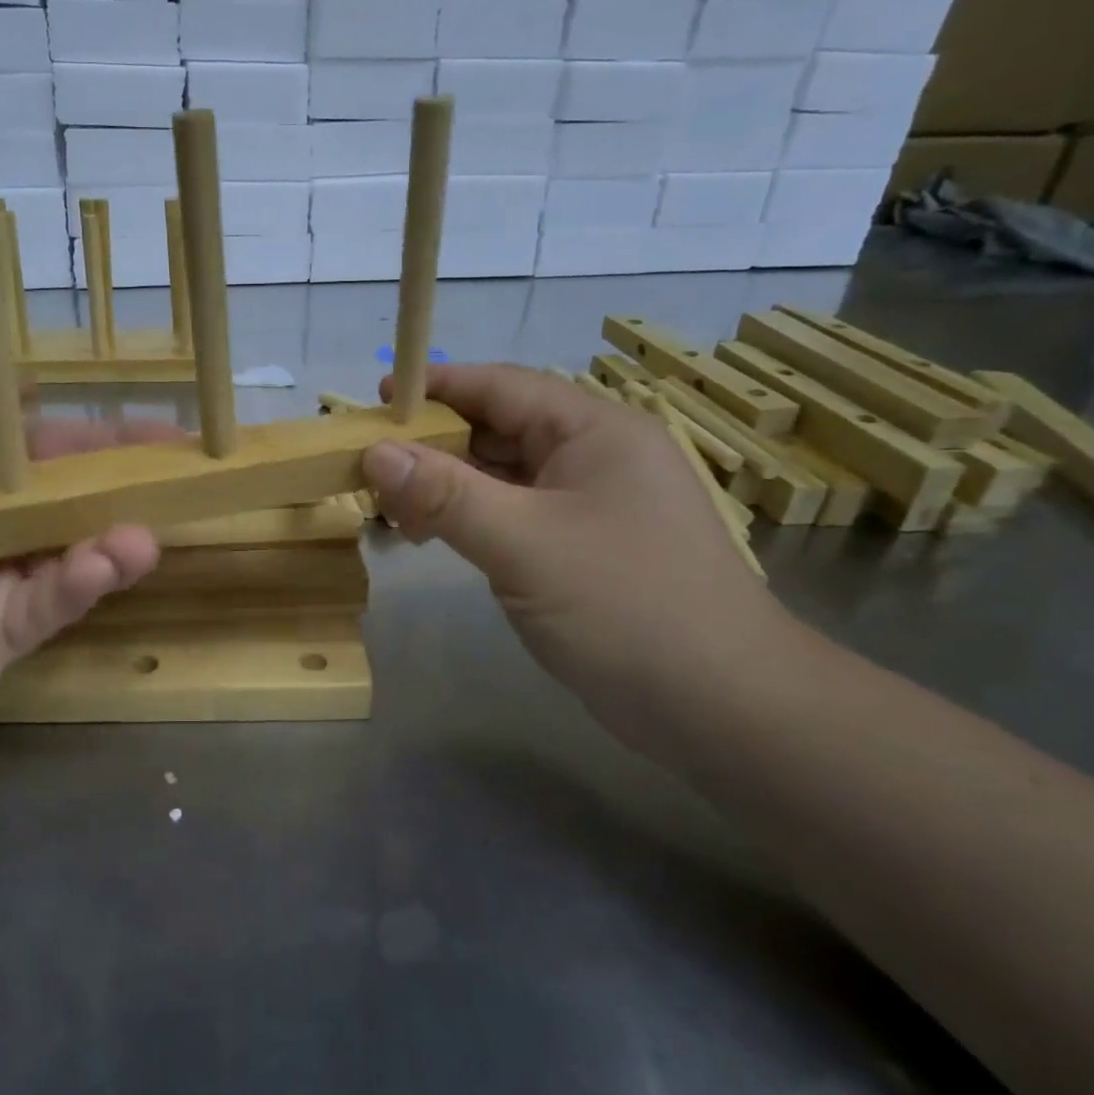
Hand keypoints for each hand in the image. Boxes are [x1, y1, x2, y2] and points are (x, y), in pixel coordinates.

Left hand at [0, 362, 170, 754]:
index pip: (54, 447)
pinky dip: (84, 582)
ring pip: (77, 554)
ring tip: (143, 532)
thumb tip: (38, 386)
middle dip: (132, 487)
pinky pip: (53, 603)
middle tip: (189, 476)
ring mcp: (3, 581)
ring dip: (117, 539)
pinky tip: (107, 561)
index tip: (169, 431)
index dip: (108, 437)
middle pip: (78, 500)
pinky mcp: (3, 635)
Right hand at [361, 364, 789, 748]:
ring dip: (448, 484)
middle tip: (369, 460)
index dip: (435, 387)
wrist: (724, 708)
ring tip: (390, 502)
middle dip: (434, 442)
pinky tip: (436, 535)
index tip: (377, 399)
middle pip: (499, 429)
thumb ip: (444, 494)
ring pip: (504, 476)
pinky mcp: (586, 549)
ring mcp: (593, 505)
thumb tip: (374, 453)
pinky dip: (472, 518)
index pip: (501, 386)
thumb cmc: (625, 606)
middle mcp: (595, 456)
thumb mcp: (522, 543)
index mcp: (594, 430)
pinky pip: (516, 515)